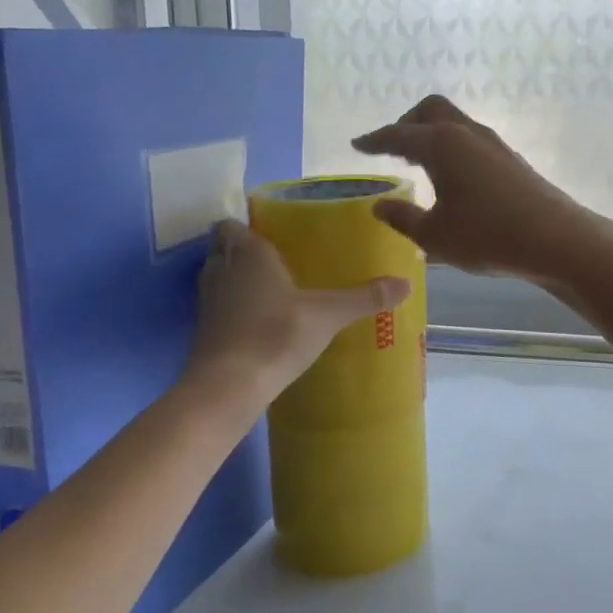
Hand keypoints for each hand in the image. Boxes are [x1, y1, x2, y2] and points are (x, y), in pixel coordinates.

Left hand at [186, 219, 409, 392]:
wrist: (228, 387)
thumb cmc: (276, 334)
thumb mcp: (329, 314)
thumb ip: (365, 297)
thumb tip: (407, 282)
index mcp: (248, 253)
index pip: (230, 225)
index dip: (245, 225)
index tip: (272, 231)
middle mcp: (222, 271)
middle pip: (223, 250)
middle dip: (243, 251)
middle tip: (278, 258)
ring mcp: (208, 304)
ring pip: (219, 280)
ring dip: (237, 281)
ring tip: (273, 288)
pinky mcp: (205, 333)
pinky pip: (220, 309)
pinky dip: (235, 310)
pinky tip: (262, 321)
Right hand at [352, 95, 604, 283]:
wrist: (555, 239)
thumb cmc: (486, 236)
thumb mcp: (434, 235)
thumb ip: (403, 217)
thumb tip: (381, 204)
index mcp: (441, 143)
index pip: (398, 135)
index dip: (375, 140)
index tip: (358, 144)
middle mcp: (467, 133)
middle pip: (431, 110)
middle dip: (407, 123)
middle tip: (392, 148)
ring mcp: (494, 144)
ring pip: (455, 124)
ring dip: (433, 136)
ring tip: (419, 163)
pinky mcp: (512, 160)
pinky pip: (472, 141)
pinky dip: (453, 149)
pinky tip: (453, 179)